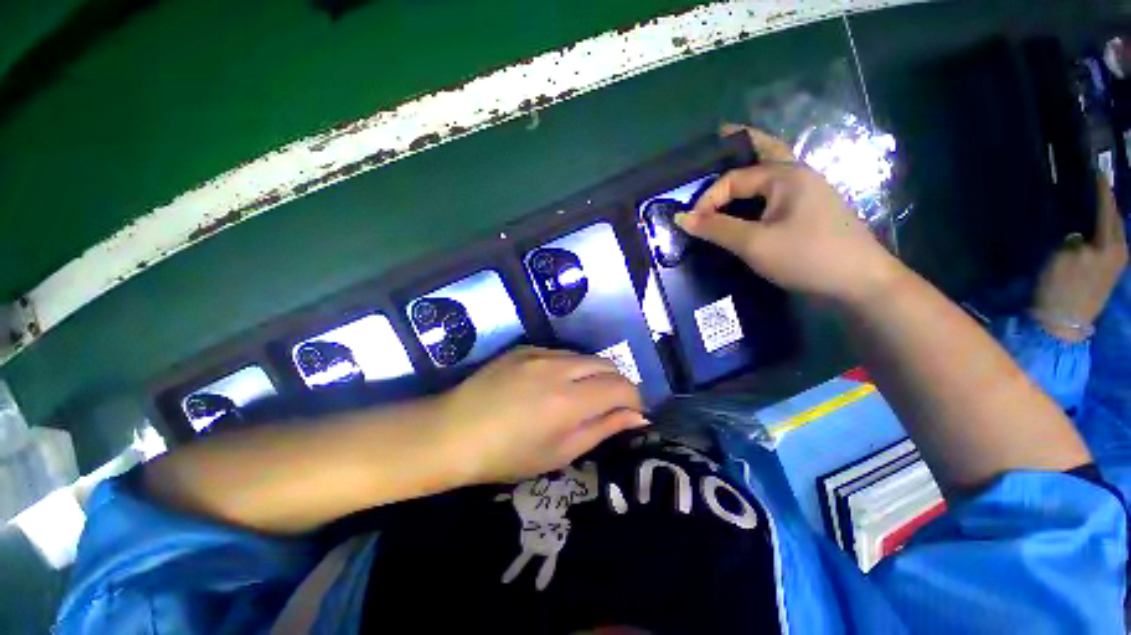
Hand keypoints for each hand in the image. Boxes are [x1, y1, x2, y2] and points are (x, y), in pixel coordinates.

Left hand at [435, 347, 645, 483]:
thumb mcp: (559, 452)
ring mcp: (540, 353)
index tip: (632, 414)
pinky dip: (570, 367)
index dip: (634, 400)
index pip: (621, 387)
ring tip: (582, 395)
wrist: (453, 431)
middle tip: (611, 406)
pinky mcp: (525, 348)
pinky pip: (561, 353)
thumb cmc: (506, 455)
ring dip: (594, 374)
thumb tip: (637, 417)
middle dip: (618, 384)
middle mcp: (559, 368)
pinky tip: (553, 384)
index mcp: (569, 400)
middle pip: (607, 365)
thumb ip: (603, 429)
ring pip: (585, 356)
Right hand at [675, 125, 901, 302]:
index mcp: (785, 175)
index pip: (733, 178)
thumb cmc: (806, 256)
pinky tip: (747, 198)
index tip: (692, 223)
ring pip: (771, 169)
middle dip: (740, 142)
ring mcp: (807, 191)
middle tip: (717, 136)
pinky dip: (757, 187)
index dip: (707, 199)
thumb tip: (681, 218)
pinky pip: (776, 190)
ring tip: (727, 164)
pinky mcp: (809, 209)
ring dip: (749, 164)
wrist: (859, 281)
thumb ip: (716, 228)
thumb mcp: (754, 243)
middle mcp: (797, 174)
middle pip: (764, 149)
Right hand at [1031, 179, 1127, 341]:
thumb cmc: (1060, 289)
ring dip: (1106, 218)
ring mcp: (1115, 265)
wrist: (1064, 323)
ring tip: (1097, 206)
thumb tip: (1079, 231)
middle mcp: (1118, 252)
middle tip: (1097, 188)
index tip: (1097, 173)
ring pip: (1114, 233)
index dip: (1102, 192)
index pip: (1107, 211)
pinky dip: (1103, 232)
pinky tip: (1095, 229)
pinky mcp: (1108, 274)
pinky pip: (1109, 243)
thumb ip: (1075, 240)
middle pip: (1115, 222)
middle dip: (1108, 205)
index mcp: (1109, 246)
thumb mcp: (1064, 259)